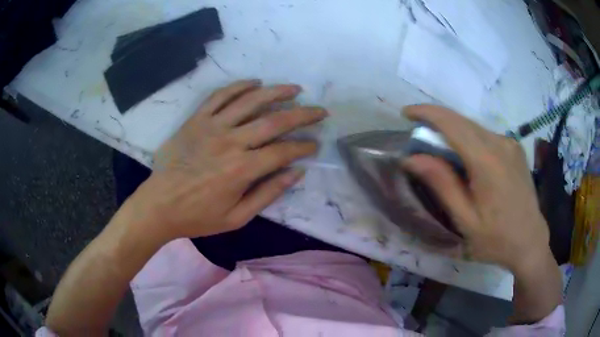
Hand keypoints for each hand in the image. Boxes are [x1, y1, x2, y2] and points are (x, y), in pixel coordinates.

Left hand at [128, 80, 326, 240]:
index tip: (316, 144)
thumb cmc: (197, 216)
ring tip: (294, 88)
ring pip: (250, 101)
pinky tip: (255, 82)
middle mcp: (231, 142)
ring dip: (276, 92)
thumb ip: (267, 194)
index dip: (304, 147)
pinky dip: (239, 86)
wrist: (159, 205)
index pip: (283, 152)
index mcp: (242, 170)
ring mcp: (212, 126)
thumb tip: (297, 173)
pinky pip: (220, 96)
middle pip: (274, 121)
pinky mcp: (196, 120)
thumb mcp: (236, 217)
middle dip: (303, 115)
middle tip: (320, 111)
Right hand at [402, 105, 552, 273]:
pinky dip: (469, 138)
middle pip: (462, 121)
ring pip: (474, 127)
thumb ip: (442, 184)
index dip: (427, 113)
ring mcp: (510, 144)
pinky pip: (486, 135)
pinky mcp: (514, 148)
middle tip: (419, 135)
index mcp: (487, 162)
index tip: (407, 112)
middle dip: (437, 121)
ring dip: (453, 131)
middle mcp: (500, 143)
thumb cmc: (496, 238)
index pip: (452, 124)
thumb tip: (412, 158)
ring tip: (441, 150)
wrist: (530, 241)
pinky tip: (466, 158)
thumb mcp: (465, 219)